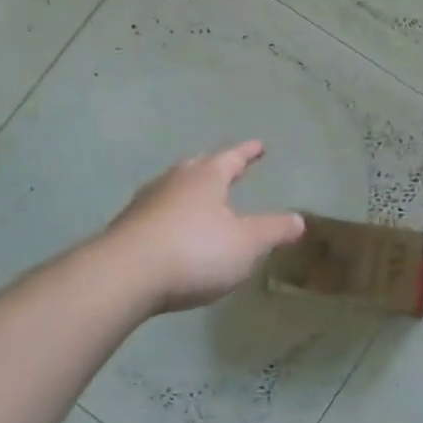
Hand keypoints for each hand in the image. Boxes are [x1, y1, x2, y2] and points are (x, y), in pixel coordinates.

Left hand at [103, 142, 305, 313]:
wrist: (124, 276)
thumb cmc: (195, 251)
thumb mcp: (247, 243)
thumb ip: (274, 230)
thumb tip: (299, 220)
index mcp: (206, 177)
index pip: (232, 158)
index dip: (248, 153)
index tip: (259, 146)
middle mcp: (174, 182)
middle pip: (197, 167)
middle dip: (214, 167)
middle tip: (226, 168)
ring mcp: (145, 204)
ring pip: (173, 189)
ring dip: (188, 192)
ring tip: (199, 200)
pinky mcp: (126, 230)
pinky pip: (156, 214)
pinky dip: (170, 217)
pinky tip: (172, 233)